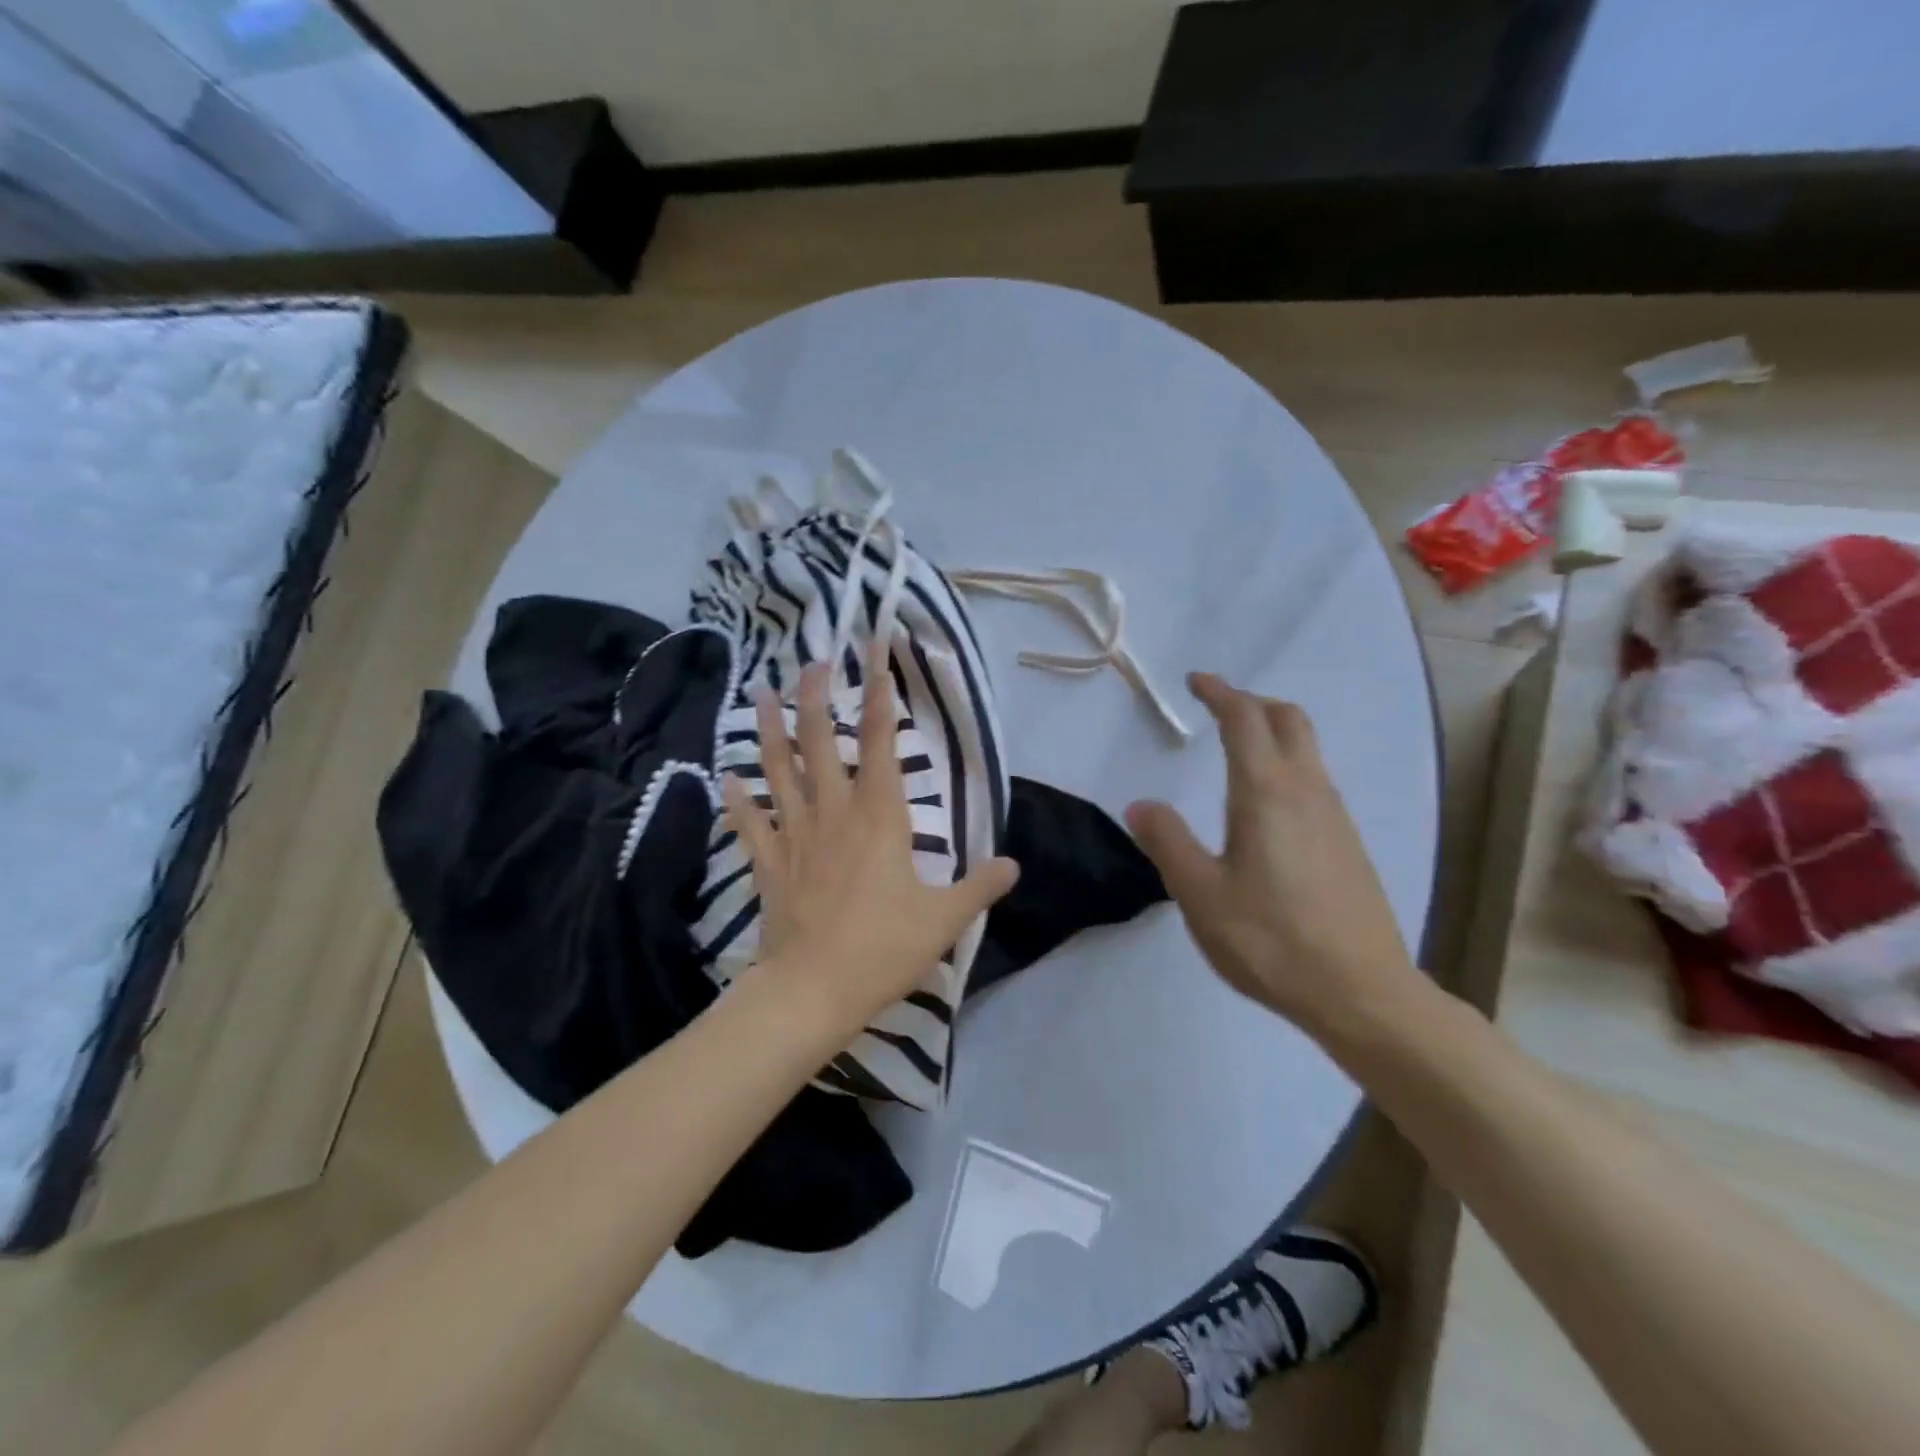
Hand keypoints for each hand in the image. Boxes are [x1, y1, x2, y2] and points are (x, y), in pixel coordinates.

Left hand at [722, 655, 1019, 1033]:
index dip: (881, 700)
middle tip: (812, 661)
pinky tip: (725, 776)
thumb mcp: (945, 919)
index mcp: (879, 818)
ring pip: (778, 770)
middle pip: (821, 742)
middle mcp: (834, 813)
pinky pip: (749, 822)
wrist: (813, 990)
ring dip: (769, 730)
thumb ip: (980, 887)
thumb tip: (1013, 865)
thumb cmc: (883, 948)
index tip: (877, 662)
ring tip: (760, 692)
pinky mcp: (768, 862)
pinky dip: (737, 799)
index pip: (883, 745)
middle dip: (817, 697)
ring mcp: (795, 835)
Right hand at [1126, 673, 1418, 1037]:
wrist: (1362, 993)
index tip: (1197, 681)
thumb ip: (1168, 842)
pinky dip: (1288, 764)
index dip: (1220, 693)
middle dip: (1252, 702)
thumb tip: (1141, 804)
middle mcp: (1307, 791)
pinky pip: (1316, 780)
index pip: (1244, 720)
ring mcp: (1335, 816)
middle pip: (1288, 720)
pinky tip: (1268, 804)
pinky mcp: (1348, 843)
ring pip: (1308, 749)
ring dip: (1273, 731)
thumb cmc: (1271, 941)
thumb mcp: (1200, 894)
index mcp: (1266, 793)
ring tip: (1239, 747)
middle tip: (1218, 706)